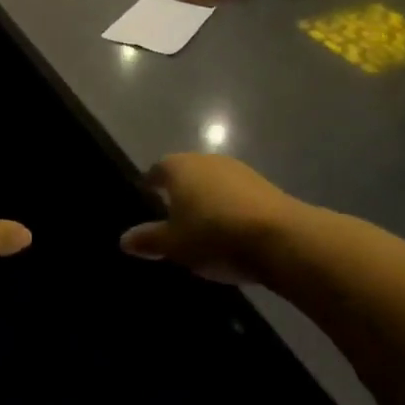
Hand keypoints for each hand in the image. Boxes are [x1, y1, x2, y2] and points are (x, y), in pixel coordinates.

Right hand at [120, 153, 306, 284]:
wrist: (280, 237)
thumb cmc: (214, 235)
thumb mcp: (174, 245)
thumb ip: (148, 240)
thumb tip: (123, 239)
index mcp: (178, 167)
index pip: (156, 170)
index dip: (150, 184)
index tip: (147, 197)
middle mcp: (206, 160)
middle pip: (186, 173)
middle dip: (179, 192)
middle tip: (172, 216)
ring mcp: (238, 170)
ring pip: (212, 182)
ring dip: (206, 199)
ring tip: (202, 226)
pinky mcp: (264, 185)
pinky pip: (235, 194)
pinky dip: (229, 207)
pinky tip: (230, 230)